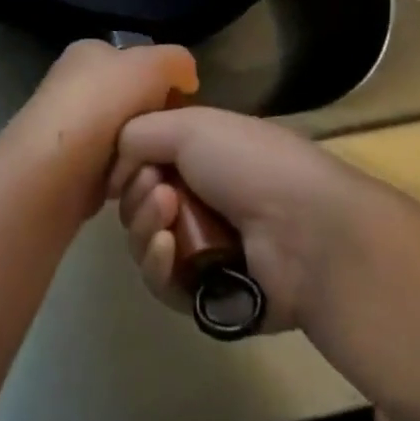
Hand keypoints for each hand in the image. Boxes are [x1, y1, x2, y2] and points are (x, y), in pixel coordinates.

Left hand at [4, 39, 198, 210]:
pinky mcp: (70, 171)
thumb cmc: (100, 105)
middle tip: (171, 142)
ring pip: (127, 141)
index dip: (166, 83)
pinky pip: (113, 172)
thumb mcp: (151, 65)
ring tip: (152, 168)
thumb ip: (177, 62)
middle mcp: (76, 86)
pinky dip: (125, 179)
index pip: (139, 62)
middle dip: (154, 123)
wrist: (49, 173)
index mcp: (90, 53)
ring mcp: (71, 131)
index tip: (184, 108)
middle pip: (135, 104)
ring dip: (142, 156)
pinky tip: (132, 186)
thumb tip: (187, 79)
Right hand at [109, 107, 365, 333]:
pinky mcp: (208, 295)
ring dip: (145, 226)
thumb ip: (138, 133)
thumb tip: (115, 166)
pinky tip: (168, 249)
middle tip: (157, 190)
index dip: (132, 162)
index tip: (129, 162)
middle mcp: (204, 197)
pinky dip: (158, 264)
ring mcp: (207, 247)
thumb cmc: (249, 163)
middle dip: (137, 194)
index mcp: (206, 153)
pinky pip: (162, 283)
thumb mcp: (190, 125)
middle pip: (140, 202)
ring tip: (166, 217)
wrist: (303, 229)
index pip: (148, 160)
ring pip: (146, 242)